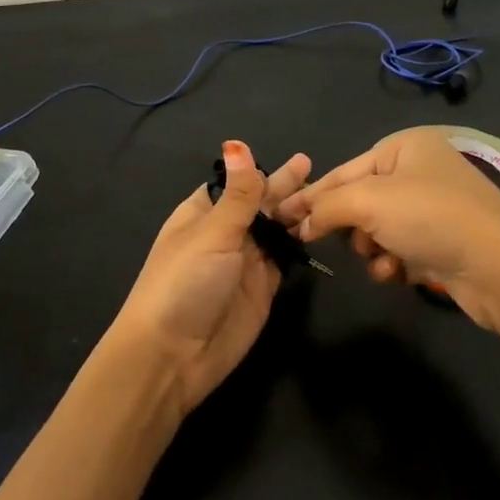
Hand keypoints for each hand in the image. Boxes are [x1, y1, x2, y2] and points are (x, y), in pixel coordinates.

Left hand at [108, 141, 310, 415]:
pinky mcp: (263, 289)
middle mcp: (224, 234)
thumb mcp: (212, 233)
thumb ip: (238, 194)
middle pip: (260, 205)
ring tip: (326, 195)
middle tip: (315, 169)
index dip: (260, 172)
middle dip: (284, 188)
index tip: (292, 158)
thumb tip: (238, 144)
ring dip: (296, 214)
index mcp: (202, 214)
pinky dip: (300, 245)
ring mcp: (245, 262)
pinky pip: (285, 259)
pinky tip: (320, 229)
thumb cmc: (183, 283)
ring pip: (276, 230)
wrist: (173, 355)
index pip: (235, 184)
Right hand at [276, 126, 499, 330]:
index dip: (310, 196)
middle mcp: (419, 171)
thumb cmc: (431, 218)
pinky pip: (397, 250)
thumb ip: (325, 207)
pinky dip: (393, 264)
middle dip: (352, 227)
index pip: (342, 171)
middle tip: (347, 241)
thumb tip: (300, 224)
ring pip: (375, 230)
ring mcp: (432, 208)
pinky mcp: (441, 242)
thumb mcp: (368, 202)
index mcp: (404, 147)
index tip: (278, 218)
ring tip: (386, 260)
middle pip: (358, 201)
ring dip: (372, 250)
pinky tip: (401, 273)